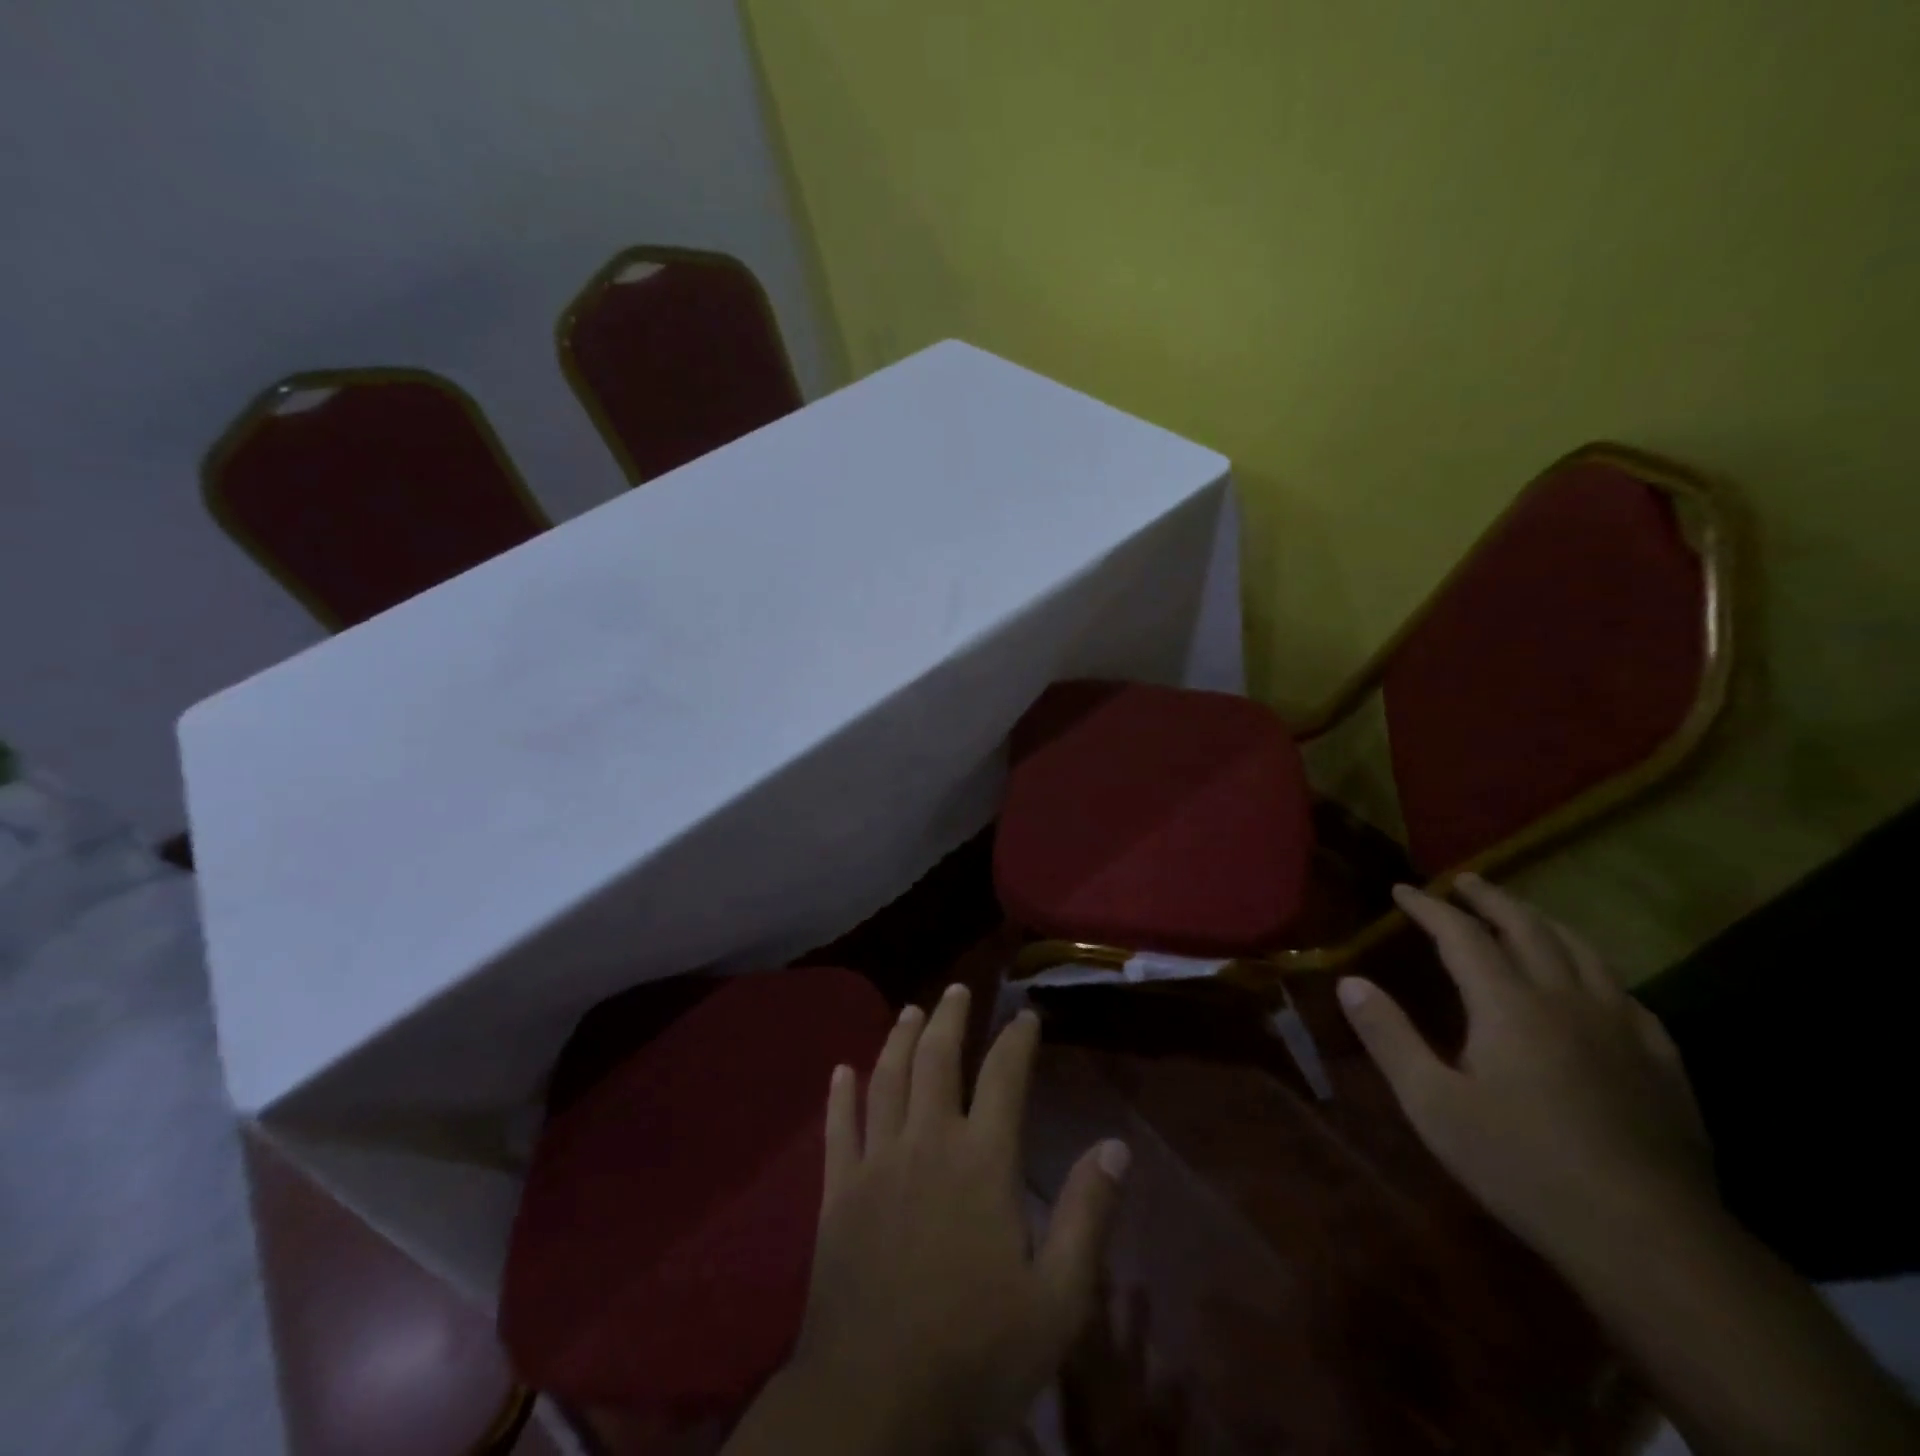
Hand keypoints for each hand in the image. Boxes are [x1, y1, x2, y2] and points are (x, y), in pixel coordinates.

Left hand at [786, 984, 1131, 1452]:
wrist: (872, 1401)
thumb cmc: (974, 1353)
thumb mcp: (1057, 1300)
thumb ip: (1088, 1216)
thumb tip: (1116, 1146)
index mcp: (982, 1161)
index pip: (1004, 1077)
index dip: (1017, 1040)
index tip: (1026, 1014)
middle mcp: (927, 1142)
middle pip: (936, 1059)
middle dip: (949, 1017)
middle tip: (957, 988)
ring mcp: (876, 1162)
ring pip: (886, 1078)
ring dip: (898, 1038)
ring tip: (910, 1009)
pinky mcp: (836, 1190)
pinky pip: (837, 1127)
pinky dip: (840, 1093)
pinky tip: (841, 1069)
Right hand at [1336, 875, 1714, 1265]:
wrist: (1648, 1239)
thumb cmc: (1523, 1165)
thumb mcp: (1433, 1104)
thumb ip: (1389, 1036)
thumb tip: (1349, 981)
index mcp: (1508, 1005)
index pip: (1462, 935)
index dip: (1428, 907)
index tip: (1401, 890)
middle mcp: (1566, 1000)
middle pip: (1528, 928)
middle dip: (1491, 899)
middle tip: (1465, 881)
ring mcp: (1623, 1029)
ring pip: (1583, 952)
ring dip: (1545, 922)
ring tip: (1524, 913)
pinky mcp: (1662, 1063)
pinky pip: (1627, 994)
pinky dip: (1597, 969)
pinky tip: (1595, 982)